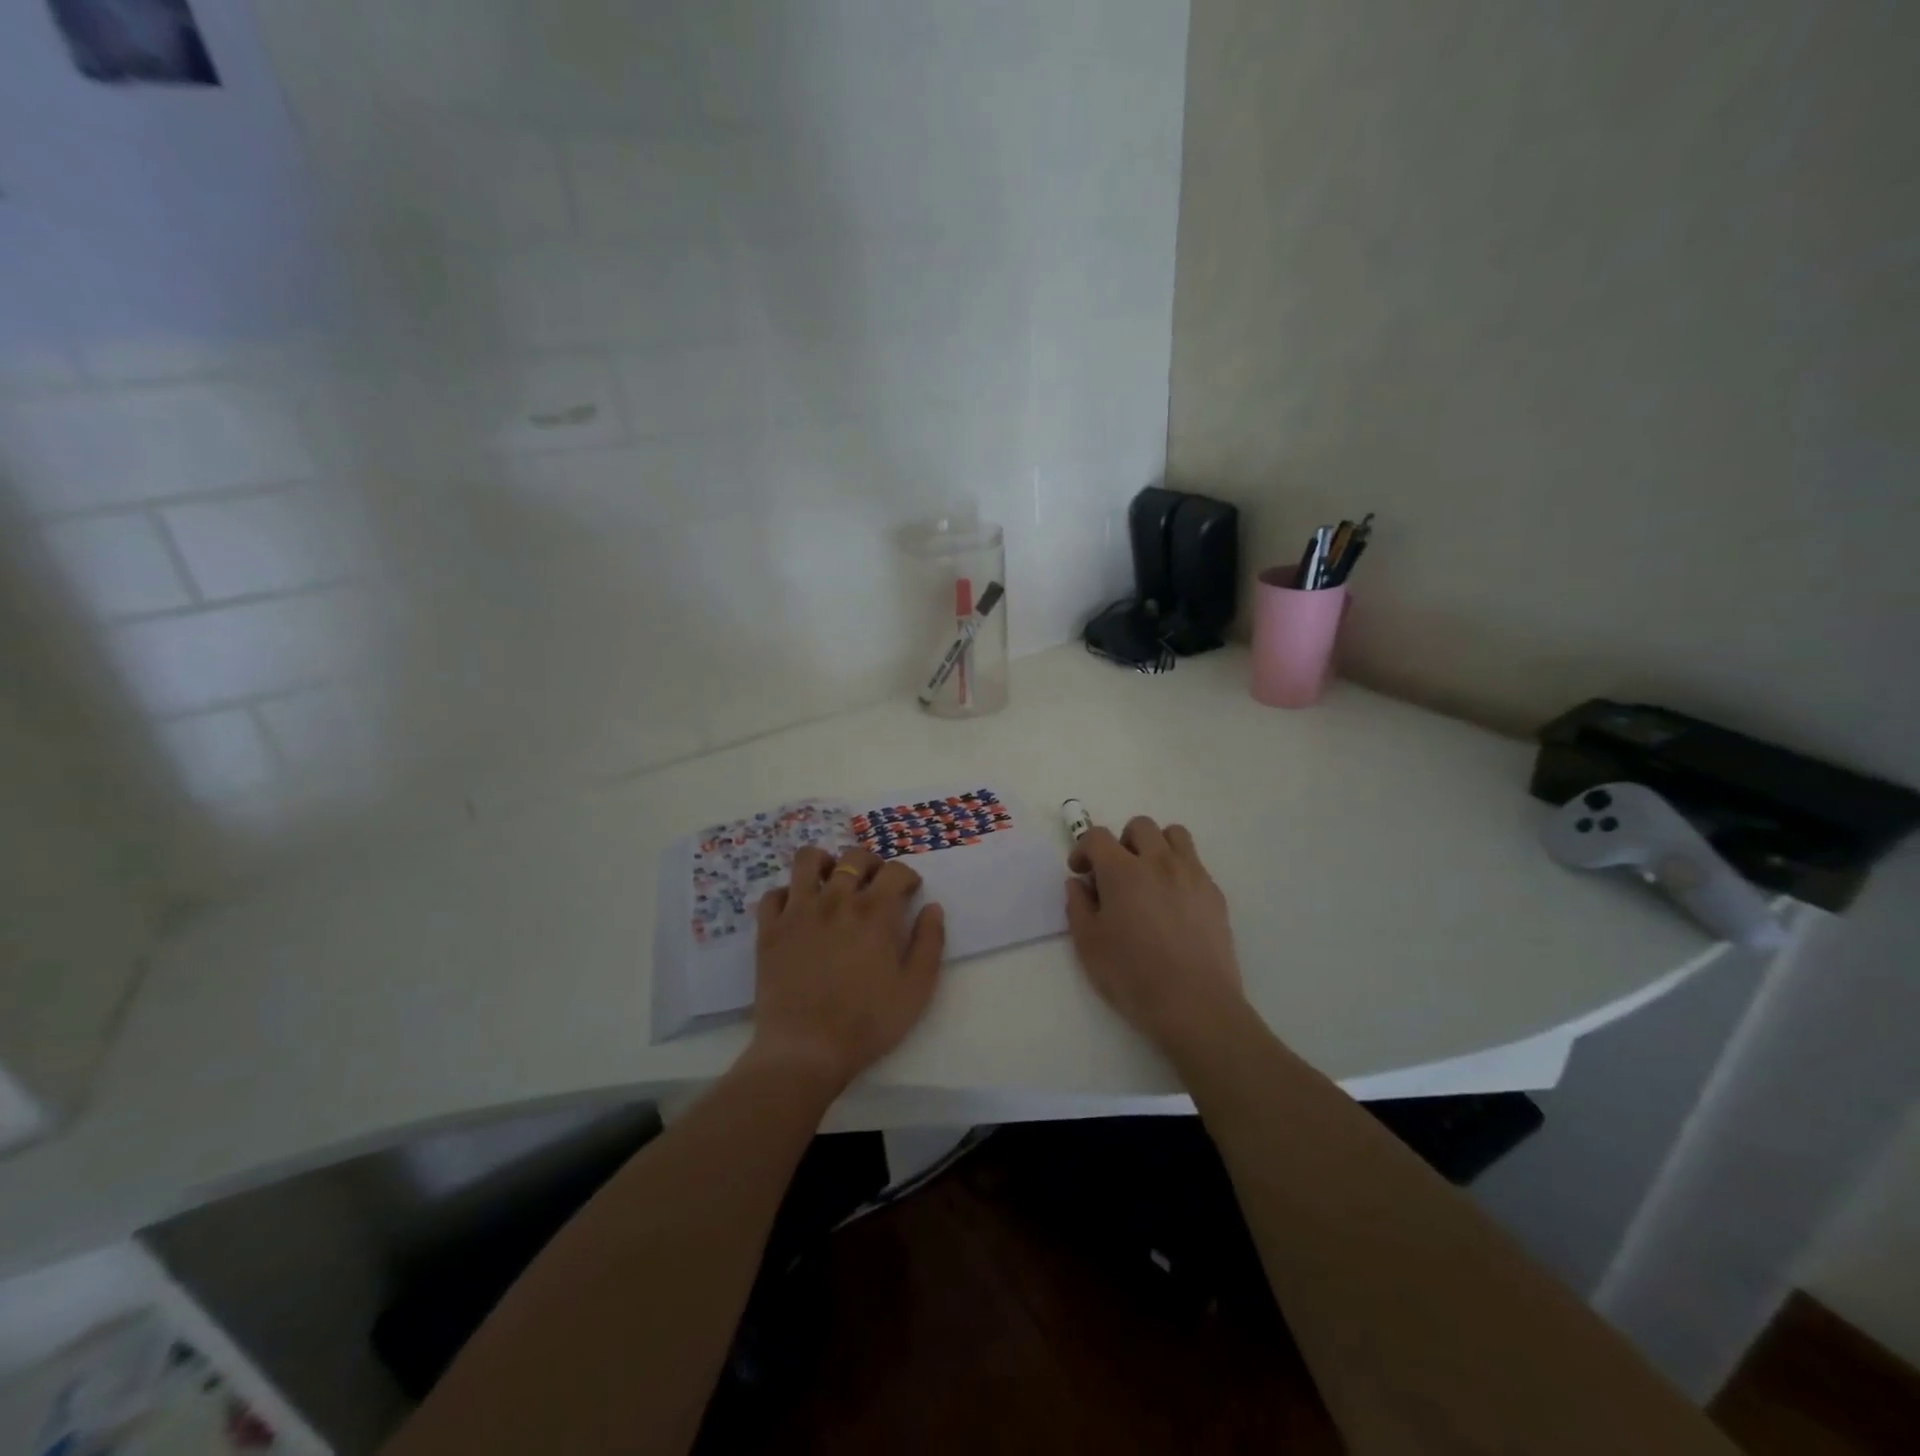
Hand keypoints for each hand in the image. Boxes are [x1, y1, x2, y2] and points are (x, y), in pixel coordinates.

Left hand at [746, 845, 945, 1092]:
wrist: (805, 1050)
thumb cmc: (868, 1023)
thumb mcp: (916, 989)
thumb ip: (930, 943)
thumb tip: (932, 908)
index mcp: (875, 912)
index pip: (895, 870)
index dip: (907, 876)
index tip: (909, 892)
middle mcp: (836, 899)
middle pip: (854, 857)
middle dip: (871, 863)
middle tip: (875, 885)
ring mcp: (798, 911)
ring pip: (808, 860)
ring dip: (826, 864)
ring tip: (833, 882)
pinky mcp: (769, 929)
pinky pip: (774, 894)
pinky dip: (788, 895)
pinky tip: (798, 911)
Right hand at [1066, 817, 1246, 1052]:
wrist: (1195, 1004)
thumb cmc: (1133, 976)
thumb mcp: (1089, 945)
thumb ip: (1078, 906)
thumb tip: (1079, 884)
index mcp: (1123, 871)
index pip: (1098, 836)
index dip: (1083, 849)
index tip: (1081, 872)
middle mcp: (1159, 862)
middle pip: (1140, 826)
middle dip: (1122, 842)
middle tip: (1115, 873)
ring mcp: (1192, 875)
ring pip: (1175, 835)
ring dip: (1156, 846)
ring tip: (1148, 877)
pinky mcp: (1215, 894)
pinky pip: (1195, 864)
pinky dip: (1179, 870)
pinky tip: (1173, 904)